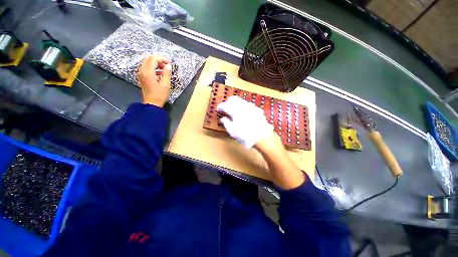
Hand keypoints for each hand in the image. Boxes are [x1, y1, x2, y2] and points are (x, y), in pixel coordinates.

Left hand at [138, 55, 171, 106]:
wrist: (152, 104)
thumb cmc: (159, 95)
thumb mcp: (165, 85)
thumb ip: (167, 73)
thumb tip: (168, 65)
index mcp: (148, 72)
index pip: (153, 59)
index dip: (162, 59)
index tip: (170, 63)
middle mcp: (142, 71)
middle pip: (148, 58)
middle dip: (158, 59)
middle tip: (167, 64)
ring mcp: (141, 74)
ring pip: (147, 62)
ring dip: (156, 63)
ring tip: (164, 69)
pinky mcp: (142, 77)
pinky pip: (146, 67)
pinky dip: (153, 67)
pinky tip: (160, 73)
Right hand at [217, 96, 272, 147]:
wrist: (262, 136)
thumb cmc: (245, 135)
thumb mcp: (232, 131)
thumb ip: (226, 123)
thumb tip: (222, 118)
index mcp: (235, 111)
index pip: (224, 105)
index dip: (220, 107)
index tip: (218, 110)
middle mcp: (242, 106)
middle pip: (233, 99)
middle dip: (228, 102)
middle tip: (226, 109)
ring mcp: (251, 106)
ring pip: (241, 101)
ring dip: (235, 104)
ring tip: (234, 111)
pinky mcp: (257, 109)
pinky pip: (247, 105)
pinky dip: (243, 107)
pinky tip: (244, 114)